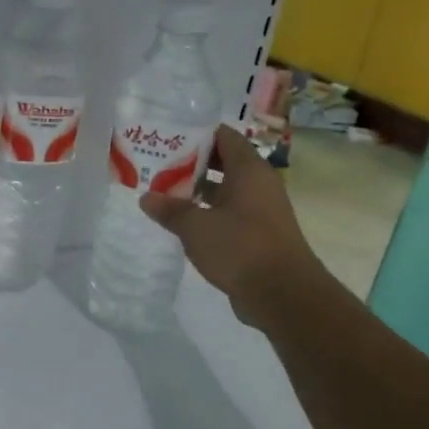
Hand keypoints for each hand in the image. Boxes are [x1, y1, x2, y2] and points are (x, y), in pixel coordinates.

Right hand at [140, 124, 329, 329]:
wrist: (283, 295)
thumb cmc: (240, 248)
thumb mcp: (196, 227)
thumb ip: (170, 210)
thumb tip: (146, 198)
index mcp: (249, 170)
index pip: (222, 136)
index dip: (195, 133)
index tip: (166, 136)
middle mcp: (258, 184)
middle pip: (222, 162)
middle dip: (190, 163)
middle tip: (157, 165)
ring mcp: (260, 210)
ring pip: (224, 190)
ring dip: (197, 191)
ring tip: (162, 192)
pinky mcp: (258, 235)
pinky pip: (229, 214)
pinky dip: (207, 213)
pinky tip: (182, 223)